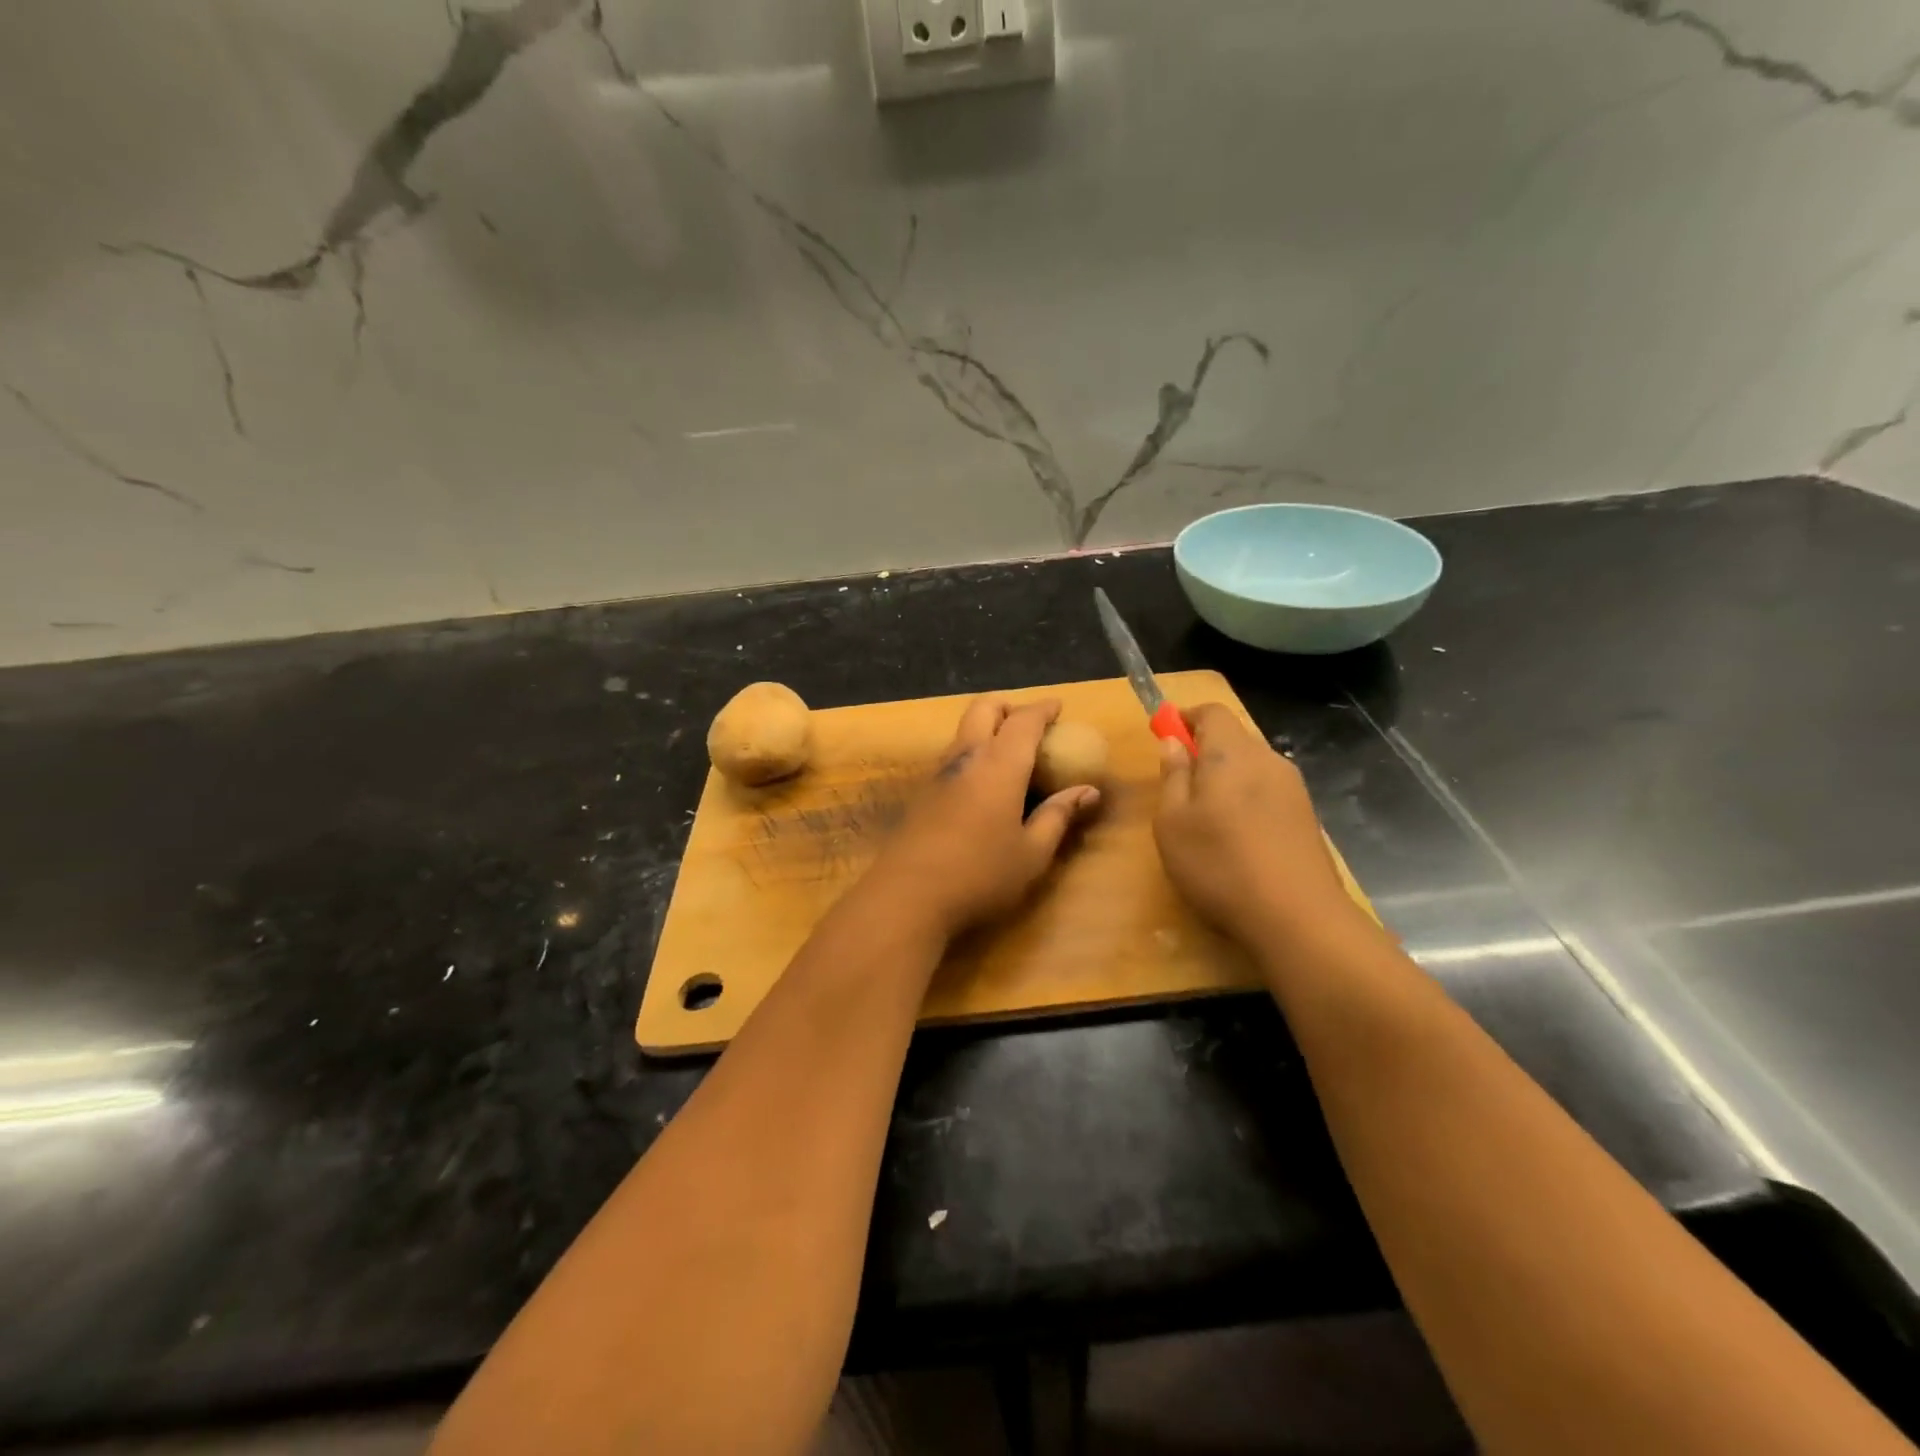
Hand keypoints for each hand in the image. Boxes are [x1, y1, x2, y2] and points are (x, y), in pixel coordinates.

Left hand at [861, 697, 1100, 937]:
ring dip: (986, 727)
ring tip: (1008, 753)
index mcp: (1000, 765)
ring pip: (963, 729)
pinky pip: (951, 755)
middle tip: (1029, 725)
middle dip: (1009, 706)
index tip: (1058, 707)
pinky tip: (981, 784)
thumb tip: (1089, 792)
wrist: (908, 895)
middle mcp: (966, 756)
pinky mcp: (921, 792)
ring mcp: (938, 772)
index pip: (1024, 720)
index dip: (1043, 709)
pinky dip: (972, 752)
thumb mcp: (1032, 853)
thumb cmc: (981, 875)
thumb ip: (1059, 816)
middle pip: (984, 708)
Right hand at [1154, 704, 1365, 947]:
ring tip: (1206, 819)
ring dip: (1227, 779)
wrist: (1297, 917)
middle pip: (1234, 738)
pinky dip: (1247, 802)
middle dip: (1205, 751)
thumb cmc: (1218, 863)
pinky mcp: (1307, 818)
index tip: (1165, 736)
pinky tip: (1238, 839)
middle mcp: (1268, 760)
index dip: (1186, 717)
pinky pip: (1268, 793)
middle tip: (1179, 786)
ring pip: (1252, 767)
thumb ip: (1172, 776)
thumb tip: (1172, 743)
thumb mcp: (1172, 822)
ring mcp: (1293, 789)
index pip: (1212, 711)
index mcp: (1232, 753)